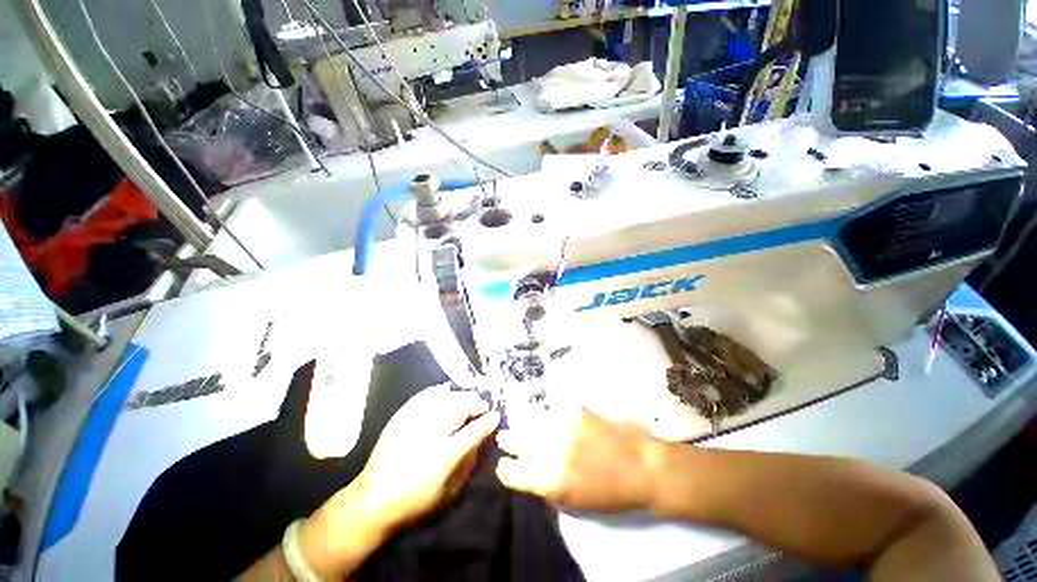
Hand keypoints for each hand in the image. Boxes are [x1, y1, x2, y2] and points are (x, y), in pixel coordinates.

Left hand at [298, 385, 499, 577]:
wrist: (372, 501)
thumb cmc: (415, 501)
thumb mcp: (449, 492)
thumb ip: (468, 463)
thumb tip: (480, 440)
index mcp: (444, 455)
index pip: (474, 430)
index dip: (488, 420)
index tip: (496, 415)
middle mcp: (431, 433)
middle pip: (460, 407)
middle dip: (476, 403)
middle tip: (483, 405)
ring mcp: (414, 421)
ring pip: (445, 398)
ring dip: (461, 396)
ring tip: (468, 398)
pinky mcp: (401, 416)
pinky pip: (424, 396)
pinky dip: (438, 391)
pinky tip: (446, 390)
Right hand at [495, 408, 658, 512]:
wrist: (641, 467)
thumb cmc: (610, 493)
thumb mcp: (574, 503)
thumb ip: (547, 487)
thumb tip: (530, 473)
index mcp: (552, 480)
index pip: (513, 473)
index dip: (505, 469)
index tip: (504, 465)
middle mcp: (553, 451)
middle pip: (519, 441)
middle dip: (509, 440)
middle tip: (504, 438)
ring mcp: (564, 427)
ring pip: (533, 422)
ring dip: (524, 425)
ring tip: (519, 425)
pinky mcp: (576, 412)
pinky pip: (552, 412)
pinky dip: (545, 416)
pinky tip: (544, 417)